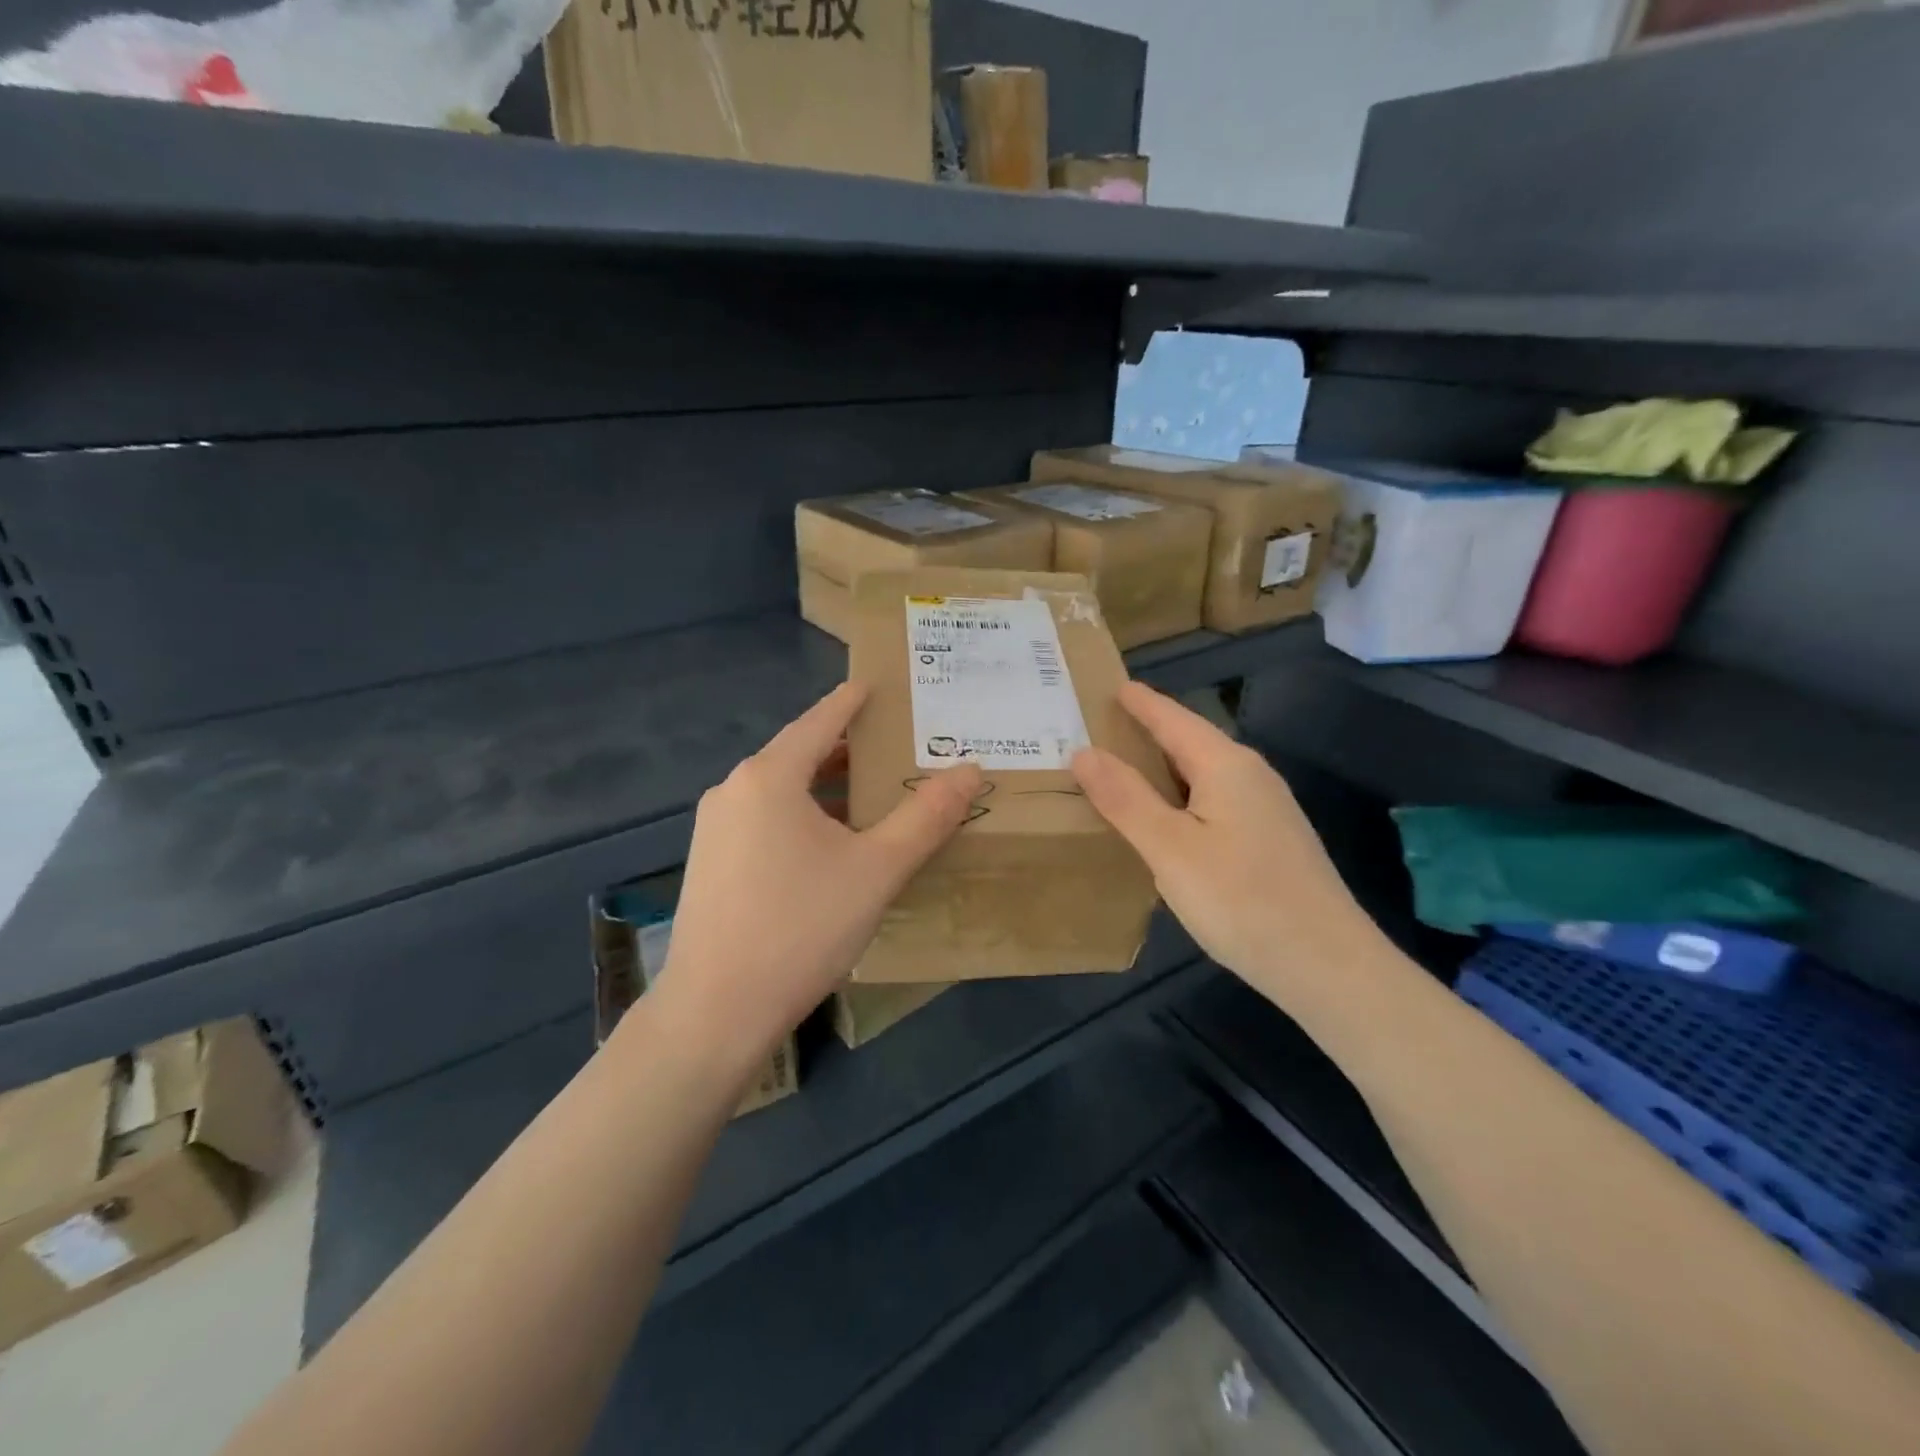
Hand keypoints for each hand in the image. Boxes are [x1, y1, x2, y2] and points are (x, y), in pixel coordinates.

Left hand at [650, 681, 981, 1074]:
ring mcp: (715, 829)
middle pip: (799, 754)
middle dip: (846, 748)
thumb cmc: (801, 927)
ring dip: (826, 786)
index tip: (875, 684)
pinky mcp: (711, 863)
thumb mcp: (876, 870)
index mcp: (769, 777)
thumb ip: (926, 817)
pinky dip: (803, 814)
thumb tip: (969, 770)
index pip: (820, 720)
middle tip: (894, 745)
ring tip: (872, 792)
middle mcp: (734, 790)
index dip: (852, 701)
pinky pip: (765, 819)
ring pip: (781, 791)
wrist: (715, 1012)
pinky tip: (830, 843)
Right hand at [1071, 682, 1385, 1004]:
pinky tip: (1166, 820)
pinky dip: (1181, 797)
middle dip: (1148, 732)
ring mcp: (1267, 810)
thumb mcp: (1169, 848)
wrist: (1327, 966)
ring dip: (1164, 768)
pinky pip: (1215, 801)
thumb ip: (1125, 798)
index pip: (1174, 719)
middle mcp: (1251, 776)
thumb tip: (1084, 752)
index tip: (1111, 686)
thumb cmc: (1241, 899)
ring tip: (1124, 770)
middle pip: (1191, 741)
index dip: (1141, 703)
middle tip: (1101, 729)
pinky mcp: (1271, 841)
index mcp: (1226, 765)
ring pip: (1204, 774)